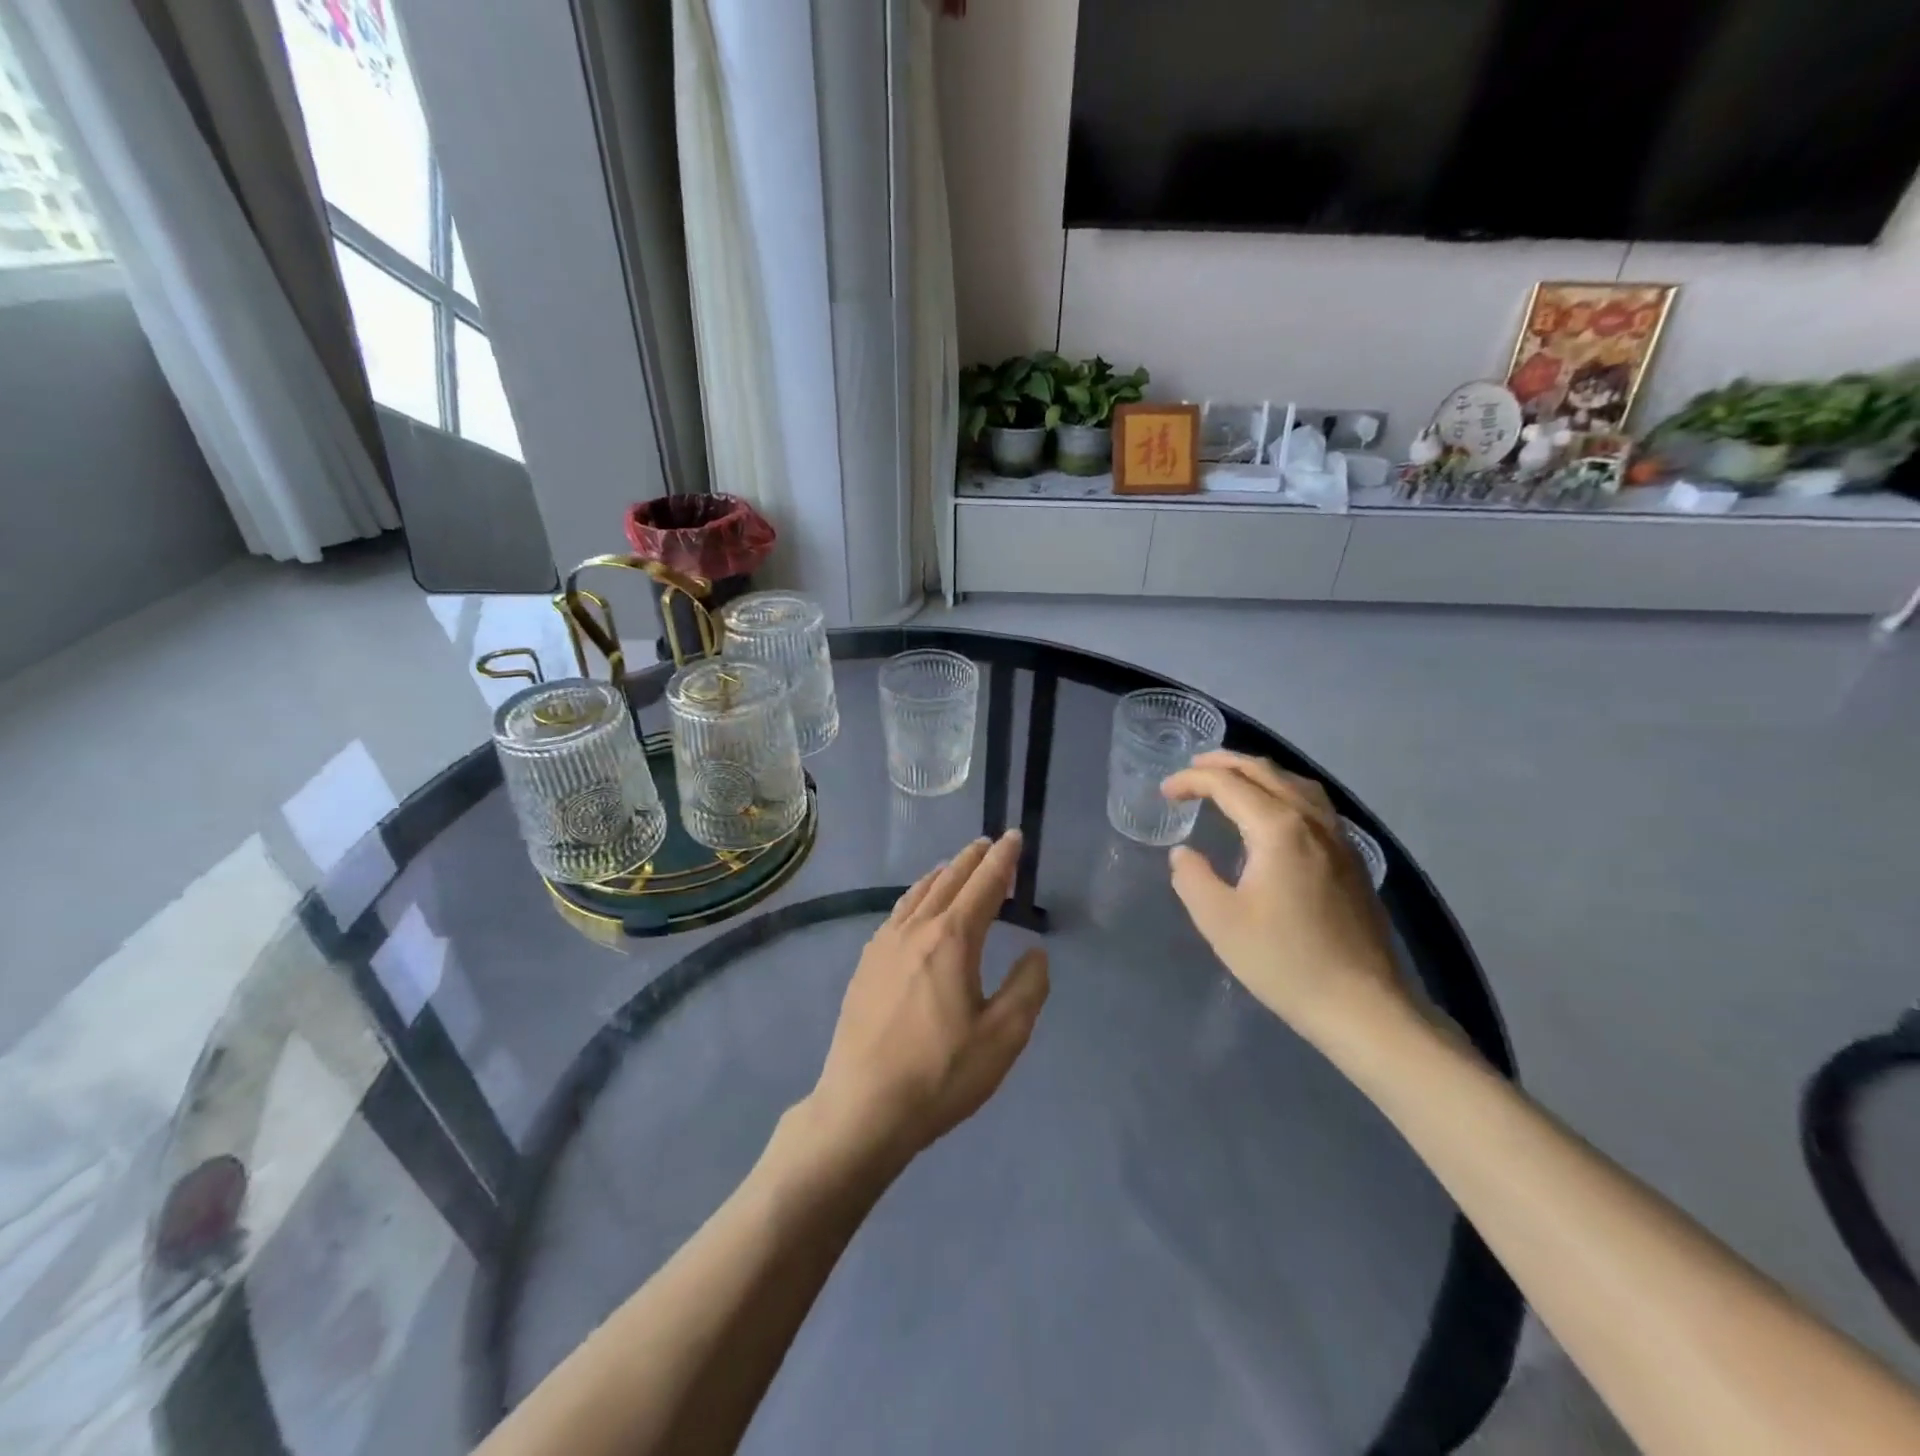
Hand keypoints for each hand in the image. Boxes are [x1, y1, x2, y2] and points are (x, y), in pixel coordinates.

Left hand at [807, 832, 1049, 1169]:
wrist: (863, 1107)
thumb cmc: (941, 1074)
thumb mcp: (1003, 1037)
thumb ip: (1027, 988)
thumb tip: (1034, 952)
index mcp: (953, 939)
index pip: (985, 885)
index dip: (1003, 859)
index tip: (1014, 837)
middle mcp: (916, 929)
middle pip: (949, 880)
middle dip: (973, 859)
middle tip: (990, 844)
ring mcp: (884, 944)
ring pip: (918, 892)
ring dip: (944, 874)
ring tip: (956, 866)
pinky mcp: (866, 964)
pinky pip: (897, 912)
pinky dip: (917, 895)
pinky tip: (917, 907)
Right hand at [1161, 752, 1408, 1044]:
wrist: (1363, 1005)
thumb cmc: (1284, 962)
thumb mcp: (1220, 921)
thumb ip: (1192, 878)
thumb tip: (1183, 853)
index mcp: (1278, 828)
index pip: (1227, 785)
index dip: (1191, 781)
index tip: (1165, 791)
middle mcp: (1311, 820)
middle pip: (1265, 772)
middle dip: (1224, 763)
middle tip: (1192, 768)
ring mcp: (1339, 837)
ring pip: (1295, 782)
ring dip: (1257, 772)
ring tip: (1230, 779)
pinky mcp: (1351, 858)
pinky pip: (1313, 803)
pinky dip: (1283, 790)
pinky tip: (1274, 812)